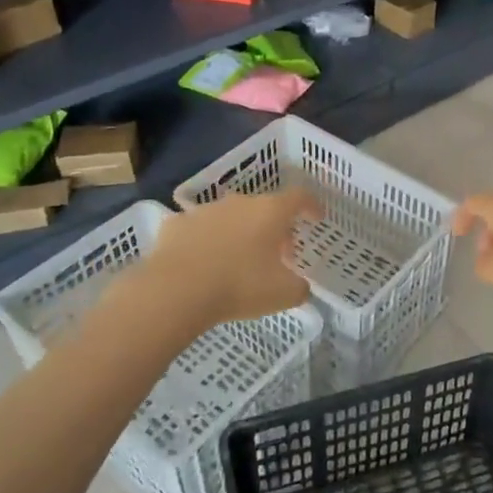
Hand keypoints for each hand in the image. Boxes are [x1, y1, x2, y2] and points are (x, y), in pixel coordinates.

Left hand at [147, 190, 321, 325]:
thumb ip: (299, 287)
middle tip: (278, 255)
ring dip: (240, 233)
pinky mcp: (176, 224)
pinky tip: (203, 263)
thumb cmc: (239, 286)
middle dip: (275, 228)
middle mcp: (239, 203)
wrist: (175, 291)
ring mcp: (205, 211)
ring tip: (239, 261)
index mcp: (270, 212)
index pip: (299, 197)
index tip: (316, 218)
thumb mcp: (284, 294)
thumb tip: (300, 286)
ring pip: (230, 217)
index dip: (311, 206)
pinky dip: (206, 242)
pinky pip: (199, 230)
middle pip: (265, 208)